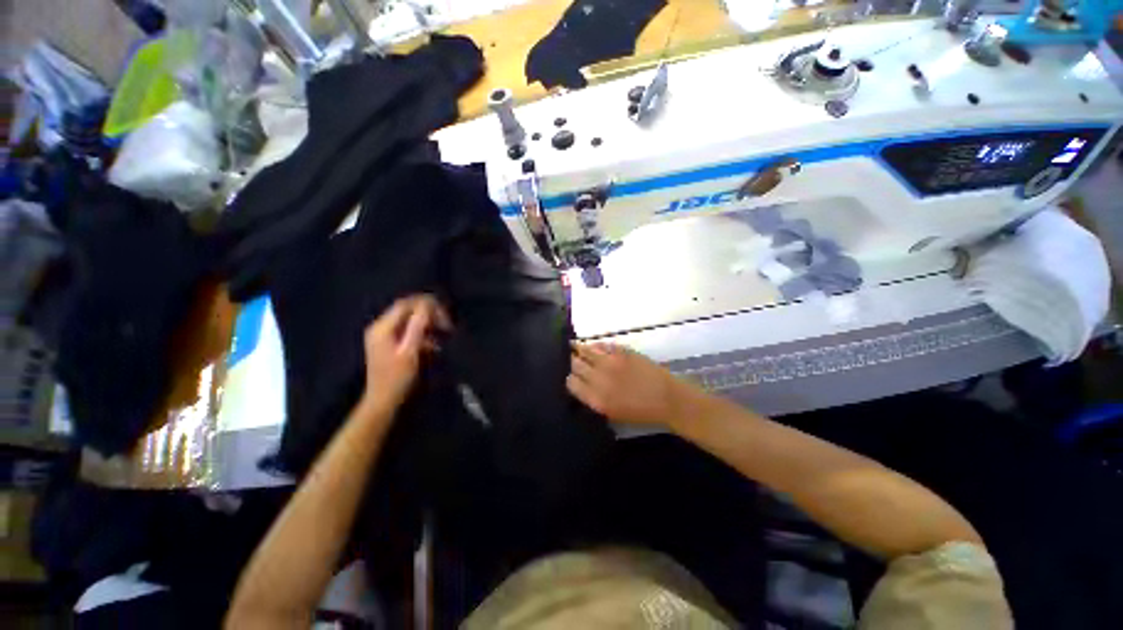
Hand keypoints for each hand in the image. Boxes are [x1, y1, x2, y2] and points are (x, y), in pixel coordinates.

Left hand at [361, 295, 451, 414]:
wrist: (383, 401)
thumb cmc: (397, 378)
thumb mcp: (410, 351)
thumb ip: (418, 326)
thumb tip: (427, 305)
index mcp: (382, 327)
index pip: (406, 304)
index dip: (426, 304)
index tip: (445, 314)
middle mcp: (380, 327)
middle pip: (407, 310)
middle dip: (429, 313)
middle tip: (447, 324)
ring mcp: (383, 335)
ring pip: (409, 320)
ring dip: (428, 323)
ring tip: (444, 332)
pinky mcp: (389, 343)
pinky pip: (408, 330)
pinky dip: (423, 333)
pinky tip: (434, 344)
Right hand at [567, 343, 702, 427]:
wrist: (667, 399)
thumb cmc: (641, 412)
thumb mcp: (613, 413)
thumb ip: (594, 399)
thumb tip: (582, 385)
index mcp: (596, 399)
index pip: (571, 383)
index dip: (570, 378)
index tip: (572, 376)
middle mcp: (599, 379)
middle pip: (575, 365)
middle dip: (572, 362)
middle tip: (572, 360)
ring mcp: (610, 362)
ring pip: (585, 350)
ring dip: (579, 349)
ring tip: (575, 346)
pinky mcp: (621, 351)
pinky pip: (601, 345)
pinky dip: (595, 345)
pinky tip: (593, 346)